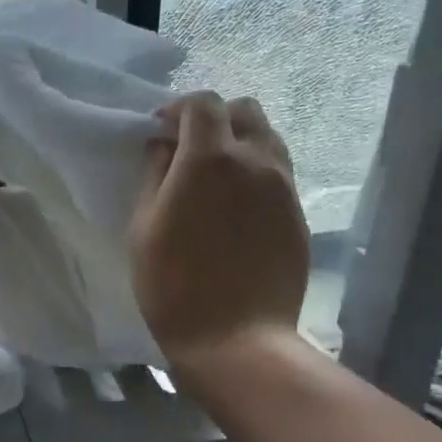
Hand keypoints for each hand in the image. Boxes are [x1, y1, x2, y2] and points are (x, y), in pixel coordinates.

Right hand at [129, 92, 309, 369]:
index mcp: (209, 159)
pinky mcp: (297, 212)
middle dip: (214, 118)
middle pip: (243, 110)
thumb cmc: (173, 284)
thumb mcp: (144, 226)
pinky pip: (278, 171)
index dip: (178, 109)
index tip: (160, 131)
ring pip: (267, 138)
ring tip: (215, 174)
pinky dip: (256, 170)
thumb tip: (164, 146)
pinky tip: (236, 204)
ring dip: (239, 141)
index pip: (202, 104)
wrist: (235, 337)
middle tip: (189, 148)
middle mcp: (255, 161)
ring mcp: (283, 186)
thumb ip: (155, 175)